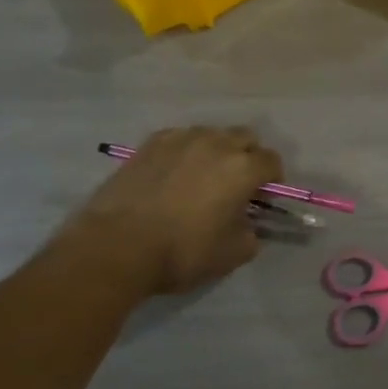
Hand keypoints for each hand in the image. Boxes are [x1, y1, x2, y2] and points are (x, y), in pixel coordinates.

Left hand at [57, 127, 282, 295]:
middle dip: (248, 157)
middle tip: (237, 185)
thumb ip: (251, 234)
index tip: (261, 199)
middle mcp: (216, 144)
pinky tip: (173, 175)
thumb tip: (248, 225)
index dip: (272, 180)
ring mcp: (180, 140)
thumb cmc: (182, 252)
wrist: (115, 246)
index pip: (272, 161)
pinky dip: (185, 152)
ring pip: (211, 134)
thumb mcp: (232, 254)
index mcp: (243, 169)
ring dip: (216, 151)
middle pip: (245, 138)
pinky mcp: (149, 144)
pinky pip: (179, 138)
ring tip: (202, 177)